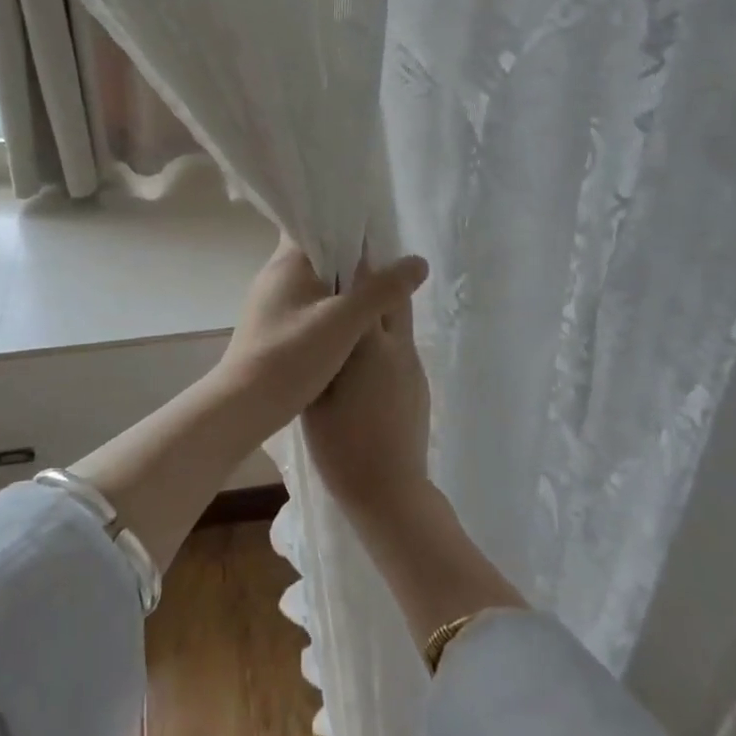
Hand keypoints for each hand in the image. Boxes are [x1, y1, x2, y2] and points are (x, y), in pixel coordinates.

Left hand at [214, 237, 427, 427]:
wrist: (244, 406)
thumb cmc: (291, 355)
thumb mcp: (345, 322)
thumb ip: (382, 290)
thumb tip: (418, 262)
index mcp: (287, 262)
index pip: (315, 224)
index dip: (345, 224)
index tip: (376, 232)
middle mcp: (274, 275)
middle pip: (318, 253)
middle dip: (351, 258)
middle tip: (386, 265)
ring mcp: (269, 302)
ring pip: (313, 282)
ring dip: (341, 286)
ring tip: (376, 293)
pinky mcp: (271, 327)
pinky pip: (306, 306)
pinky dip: (329, 308)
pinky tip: (351, 325)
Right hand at [300, 257, 433, 520]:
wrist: (390, 491)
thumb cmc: (341, 444)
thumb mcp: (317, 394)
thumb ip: (321, 353)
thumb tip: (319, 325)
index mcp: (368, 345)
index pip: (366, 287)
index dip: (354, 262)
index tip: (339, 244)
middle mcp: (398, 345)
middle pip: (394, 293)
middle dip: (376, 274)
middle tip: (348, 268)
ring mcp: (413, 363)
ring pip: (400, 318)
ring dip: (381, 303)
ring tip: (351, 306)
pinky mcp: (419, 381)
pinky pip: (401, 343)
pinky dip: (385, 333)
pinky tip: (363, 350)